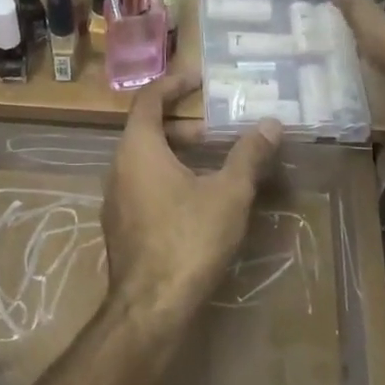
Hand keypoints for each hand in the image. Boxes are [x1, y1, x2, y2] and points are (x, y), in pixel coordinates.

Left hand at [101, 71, 282, 319]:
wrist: (151, 305)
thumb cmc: (189, 239)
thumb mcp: (228, 194)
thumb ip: (248, 156)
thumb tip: (270, 125)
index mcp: (138, 149)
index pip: (148, 100)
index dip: (173, 84)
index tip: (198, 79)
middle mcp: (118, 168)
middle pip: (146, 131)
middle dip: (182, 127)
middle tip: (217, 132)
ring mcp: (114, 199)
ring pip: (144, 162)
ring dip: (176, 155)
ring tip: (213, 166)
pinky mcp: (119, 226)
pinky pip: (141, 187)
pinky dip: (166, 179)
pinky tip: (195, 202)